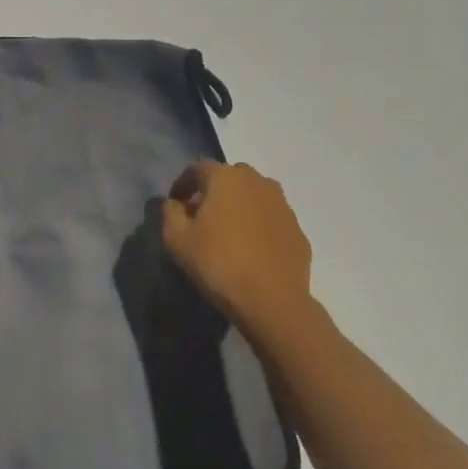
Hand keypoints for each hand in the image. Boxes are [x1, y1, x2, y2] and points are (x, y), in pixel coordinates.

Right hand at [161, 160, 313, 336]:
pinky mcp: (297, 229)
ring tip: (228, 231)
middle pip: (230, 176)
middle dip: (213, 190)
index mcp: (226, 178)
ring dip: (239, 205)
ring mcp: (282, 205)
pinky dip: (258, 224)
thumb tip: (174, 203)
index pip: (198, 168)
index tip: (176, 204)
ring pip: (255, 195)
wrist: (272, 300)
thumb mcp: (177, 239)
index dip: (183, 183)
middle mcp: (258, 182)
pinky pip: (271, 218)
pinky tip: (251, 248)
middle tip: (201, 216)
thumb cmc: (217, 263)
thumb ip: (170, 213)